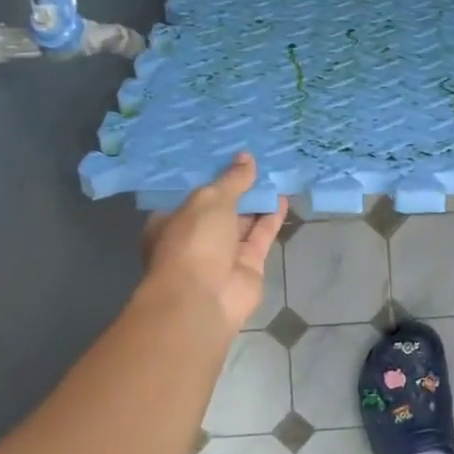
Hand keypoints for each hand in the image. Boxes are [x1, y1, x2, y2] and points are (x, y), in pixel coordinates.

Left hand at [142, 155, 287, 332]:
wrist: (204, 299)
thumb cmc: (193, 242)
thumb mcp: (210, 200)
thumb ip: (231, 180)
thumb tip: (247, 158)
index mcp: (171, 221)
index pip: (191, 195)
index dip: (210, 176)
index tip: (228, 155)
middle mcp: (195, 238)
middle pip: (220, 208)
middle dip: (237, 187)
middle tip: (257, 160)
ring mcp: (223, 254)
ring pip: (243, 222)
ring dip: (258, 201)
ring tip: (275, 174)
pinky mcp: (248, 266)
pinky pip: (261, 235)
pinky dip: (272, 218)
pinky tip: (283, 196)